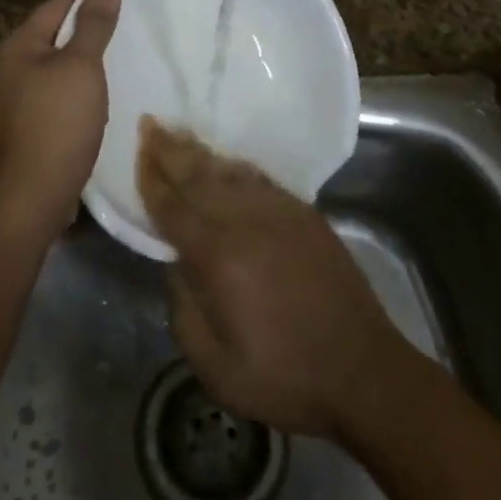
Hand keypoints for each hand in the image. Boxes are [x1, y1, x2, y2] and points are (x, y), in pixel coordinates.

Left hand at [0, 0, 122, 242]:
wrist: (34, 195)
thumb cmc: (59, 121)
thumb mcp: (82, 65)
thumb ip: (95, 21)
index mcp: (17, 44)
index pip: (58, 4)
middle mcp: (10, 65)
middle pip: (55, 33)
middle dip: (88, 29)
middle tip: (129, 27)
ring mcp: (16, 95)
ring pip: (57, 63)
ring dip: (85, 60)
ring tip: (121, 56)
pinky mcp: (28, 120)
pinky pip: (56, 89)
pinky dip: (78, 86)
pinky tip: (100, 93)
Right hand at [138, 119, 403, 437]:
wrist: (364, 371)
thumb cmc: (285, 377)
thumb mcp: (217, 367)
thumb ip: (185, 311)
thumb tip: (177, 266)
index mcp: (218, 256)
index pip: (173, 208)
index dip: (151, 179)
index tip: (137, 151)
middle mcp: (245, 222)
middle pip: (198, 177)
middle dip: (170, 150)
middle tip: (149, 123)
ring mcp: (279, 212)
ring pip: (229, 172)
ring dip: (201, 151)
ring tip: (179, 133)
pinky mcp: (304, 215)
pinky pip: (260, 180)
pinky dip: (237, 167)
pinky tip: (227, 162)